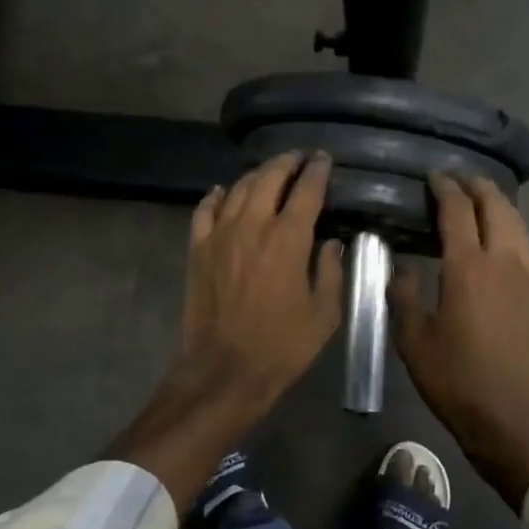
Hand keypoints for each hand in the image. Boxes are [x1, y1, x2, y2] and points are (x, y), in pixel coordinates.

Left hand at [114, 152, 343, 512]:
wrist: (225, 370)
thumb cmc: (282, 346)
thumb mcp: (324, 314)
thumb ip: (330, 271)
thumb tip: (330, 243)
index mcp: (287, 240)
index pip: (306, 191)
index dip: (317, 171)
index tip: (323, 159)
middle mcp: (252, 226)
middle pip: (268, 179)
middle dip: (286, 163)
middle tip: (298, 158)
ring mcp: (219, 235)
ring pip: (237, 189)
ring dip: (256, 175)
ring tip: (269, 172)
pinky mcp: (198, 250)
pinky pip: (204, 210)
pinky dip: (216, 196)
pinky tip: (222, 192)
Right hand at [391, 174, 528, 508]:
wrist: (514, 418)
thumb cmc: (456, 380)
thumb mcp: (414, 340)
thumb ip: (404, 296)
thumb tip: (401, 268)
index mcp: (468, 267)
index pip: (457, 211)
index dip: (444, 189)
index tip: (433, 177)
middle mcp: (504, 261)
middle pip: (495, 207)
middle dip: (477, 187)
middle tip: (458, 180)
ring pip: (518, 224)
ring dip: (498, 205)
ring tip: (481, 200)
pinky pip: (528, 246)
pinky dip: (513, 230)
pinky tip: (503, 239)